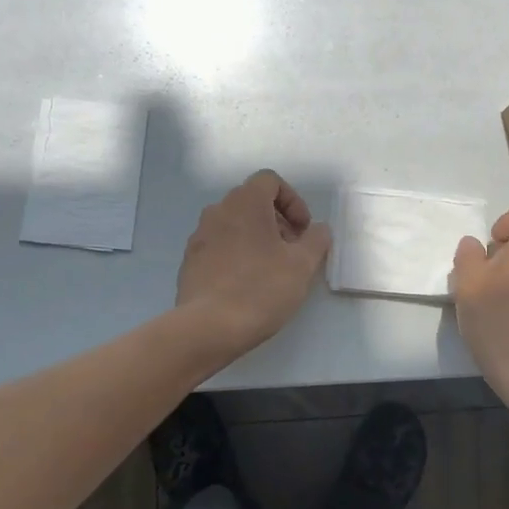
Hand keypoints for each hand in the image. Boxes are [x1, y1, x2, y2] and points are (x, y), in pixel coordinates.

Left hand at [177, 170, 331, 359]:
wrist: (208, 327)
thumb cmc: (261, 288)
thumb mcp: (302, 265)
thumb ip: (316, 240)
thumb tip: (318, 230)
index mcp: (244, 203)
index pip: (270, 181)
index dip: (293, 201)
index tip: (303, 230)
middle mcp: (217, 211)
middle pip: (252, 202)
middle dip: (277, 221)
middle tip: (292, 251)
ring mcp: (199, 237)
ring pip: (234, 225)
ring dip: (257, 238)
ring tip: (272, 270)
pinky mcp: (190, 262)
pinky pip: (219, 247)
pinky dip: (237, 255)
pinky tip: (247, 285)